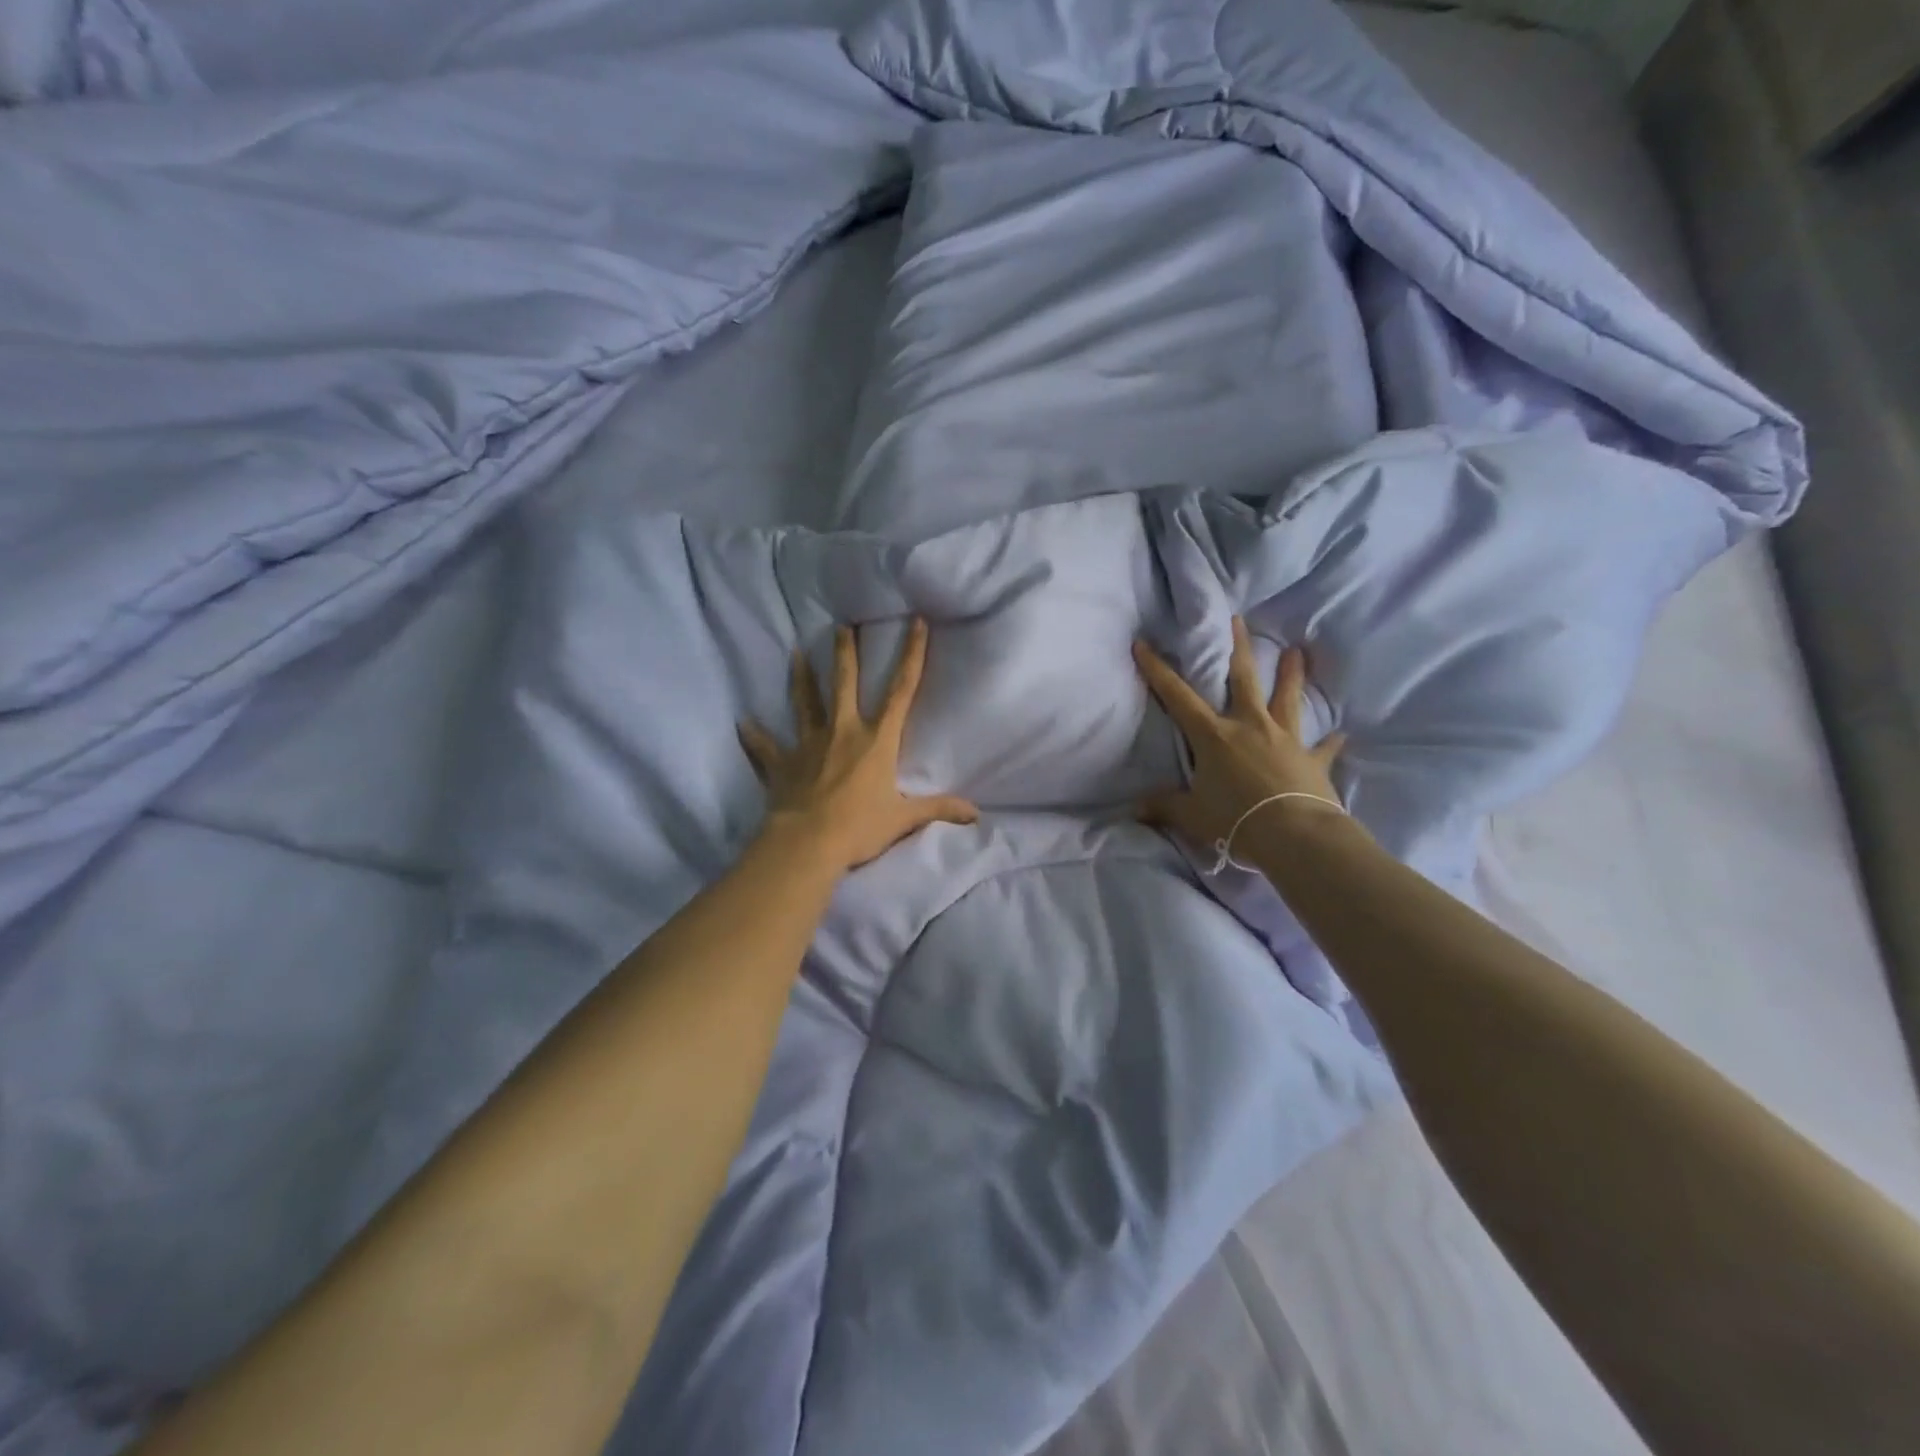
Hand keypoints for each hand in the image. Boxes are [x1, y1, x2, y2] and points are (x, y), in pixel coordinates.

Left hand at [739, 618, 978, 871]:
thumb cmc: (859, 828)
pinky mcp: (781, 763)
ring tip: (796, 653)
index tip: (915, 623)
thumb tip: (976, 814)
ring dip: (801, 677)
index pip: (901, 691)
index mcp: (877, 741)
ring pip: (804, 703)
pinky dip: (754, 736)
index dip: (911, 655)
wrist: (807, 843)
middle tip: (841, 626)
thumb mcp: (904, 819)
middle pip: (845, 684)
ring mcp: (808, 745)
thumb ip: (939, 810)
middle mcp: (843, 732)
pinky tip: (743, 723)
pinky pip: (764, 747)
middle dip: (845, 653)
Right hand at [1133, 617, 1346, 856]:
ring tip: (1297, 652)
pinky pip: (1324, 747)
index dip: (1158, 670)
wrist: (1294, 835)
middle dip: (1238, 648)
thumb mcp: (1191, 815)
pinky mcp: (1312, 760)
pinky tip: (1342, 734)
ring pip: (1288, 699)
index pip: (1178, 697)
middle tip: (1239, 620)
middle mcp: (1250, 726)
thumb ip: (1164, 807)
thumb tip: (1135, 809)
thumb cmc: (1236, 820)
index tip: (1144, 643)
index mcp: (1214, 736)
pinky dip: (1331, 742)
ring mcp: (1285, 739)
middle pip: (1243, 679)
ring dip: (1292, 675)